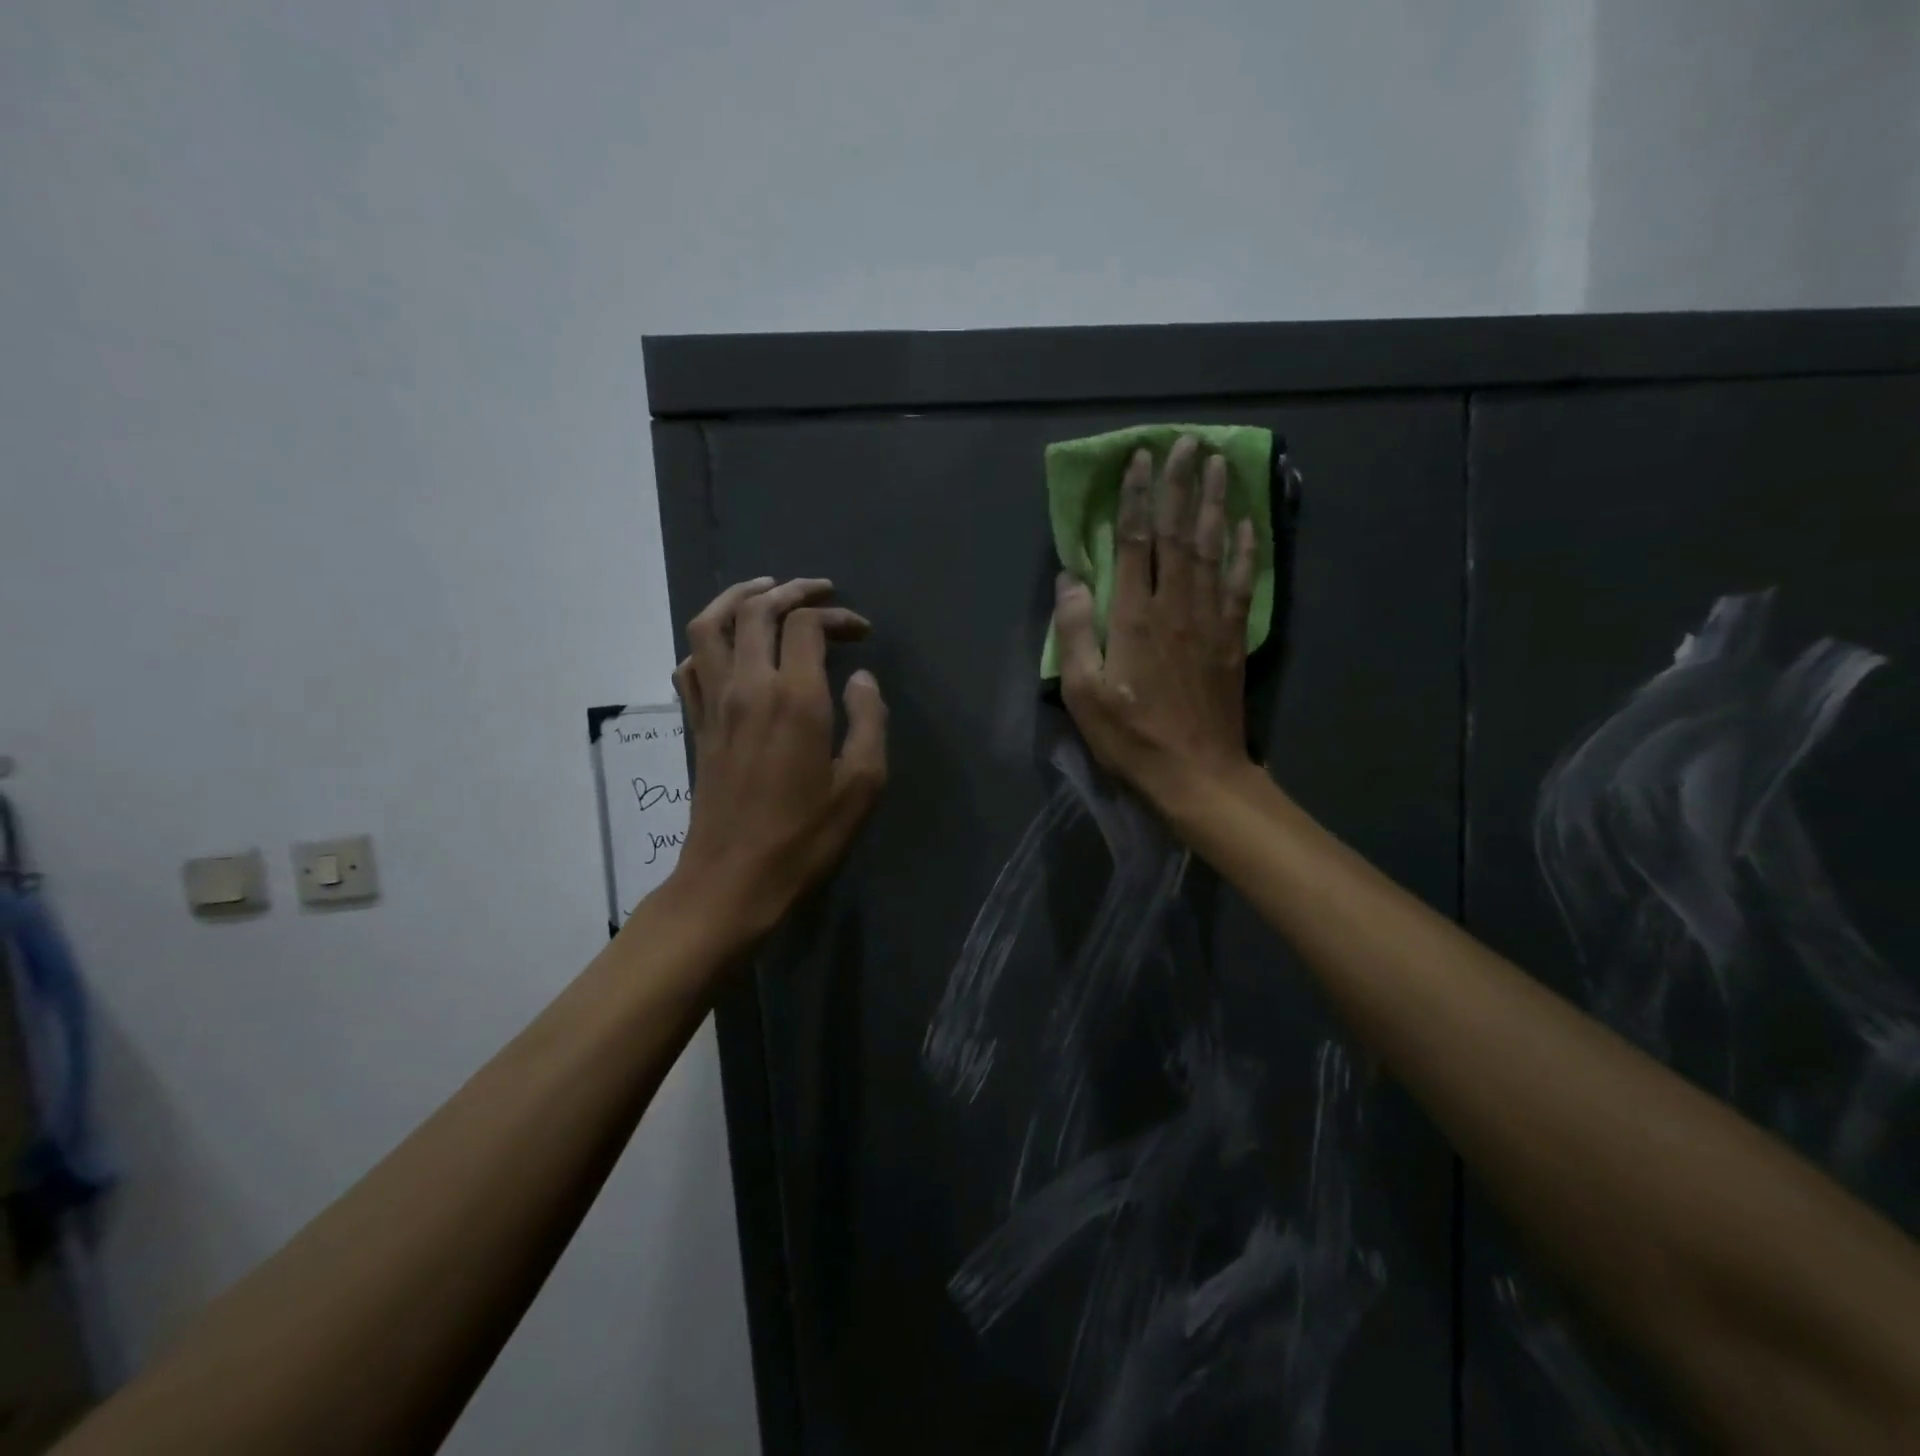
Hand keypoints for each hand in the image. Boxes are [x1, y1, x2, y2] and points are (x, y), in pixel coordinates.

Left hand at [669, 577, 888, 940]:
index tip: (862, 633)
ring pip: (709, 625)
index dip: (836, 616)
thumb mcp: (862, 785)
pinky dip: (707, 642)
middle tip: (820, 592)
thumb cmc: (805, 837)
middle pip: (756, 610)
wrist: (733, 880)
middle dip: (791, 591)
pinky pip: (689, 664)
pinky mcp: (695, 724)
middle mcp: (747, 687)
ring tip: (765, 594)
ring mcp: (713, 704)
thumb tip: (861, 680)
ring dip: (738, 599)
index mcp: (793, 698)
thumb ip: (870, 722)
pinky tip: (729, 649)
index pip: (806, 625)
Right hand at [1053, 435, 1260, 814]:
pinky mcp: (1234, 638)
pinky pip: (1243, 583)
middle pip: (1180, 534)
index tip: (1140, 460)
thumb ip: (1075, 632)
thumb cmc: (1131, 737)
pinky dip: (1246, 549)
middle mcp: (1177, 606)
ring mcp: (1211, 620)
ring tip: (1219, 464)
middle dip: (1181, 485)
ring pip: (1214, 548)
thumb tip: (1070, 578)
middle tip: (1186, 442)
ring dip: (1215, 503)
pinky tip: (1248, 524)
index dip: (1138, 498)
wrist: (1196, 774)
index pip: (1137, 543)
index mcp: (1135, 618)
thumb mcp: (1083, 693)